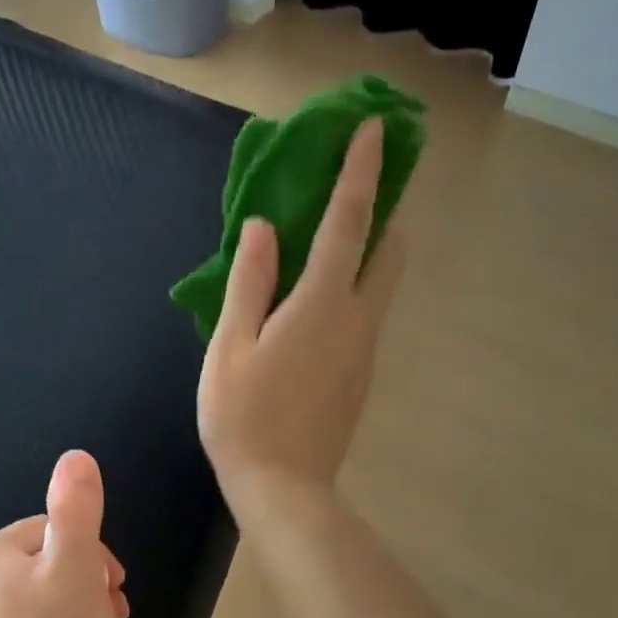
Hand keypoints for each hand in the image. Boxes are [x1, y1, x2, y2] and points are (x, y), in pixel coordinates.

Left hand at [0, 450, 128, 617]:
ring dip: (74, 608)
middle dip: (85, 584)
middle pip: (46, 564)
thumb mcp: (79, 569)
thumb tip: (75, 457)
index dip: (94, 557)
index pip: (55, 532)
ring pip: (38, 597)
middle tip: (110, 616)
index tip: (114, 590)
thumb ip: (76, 509)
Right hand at [198, 118, 403, 520]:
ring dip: (365, 253)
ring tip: (322, 249)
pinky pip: (364, 316)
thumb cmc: (243, 418)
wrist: (283, 489)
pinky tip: (311, 310)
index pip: (350, 220)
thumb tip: (263, 226)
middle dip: (379, 211)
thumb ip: (249, 282)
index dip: (361, 170)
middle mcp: (357, 319)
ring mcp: (365, 351)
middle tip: (347, 195)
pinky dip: (351, 291)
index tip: (373, 128)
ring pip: (380, 285)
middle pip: (387, 250)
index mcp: (322, 303)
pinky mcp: (361, 377)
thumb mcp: (230, 347)